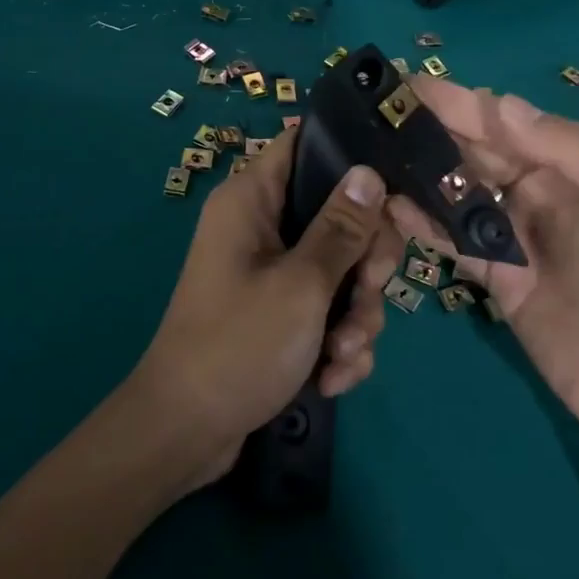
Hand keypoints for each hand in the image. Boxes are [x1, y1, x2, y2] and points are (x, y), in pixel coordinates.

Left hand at [128, 130, 392, 488]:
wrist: (186, 433)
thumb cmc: (238, 345)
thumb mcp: (302, 285)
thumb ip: (342, 228)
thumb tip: (369, 171)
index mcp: (253, 200)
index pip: (304, 144)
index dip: (351, 158)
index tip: (392, 196)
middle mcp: (260, 226)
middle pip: (338, 216)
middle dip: (364, 265)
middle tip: (369, 293)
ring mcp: (269, 271)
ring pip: (339, 270)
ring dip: (355, 316)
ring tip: (343, 356)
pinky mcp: (277, 312)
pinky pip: (325, 309)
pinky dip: (336, 342)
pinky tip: (333, 378)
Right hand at [398, 77, 578, 475]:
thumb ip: (575, 152)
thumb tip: (498, 104)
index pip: (510, 120)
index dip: (460, 101)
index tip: (406, 84)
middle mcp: (548, 192)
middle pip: (478, 150)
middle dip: (430, 129)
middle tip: (373, 114)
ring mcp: (522, 239)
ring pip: (460, 192)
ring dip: (419, 171)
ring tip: (368, 153)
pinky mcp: (501, 283)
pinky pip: (455, 242)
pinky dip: (423, 224)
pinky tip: (390, 207)